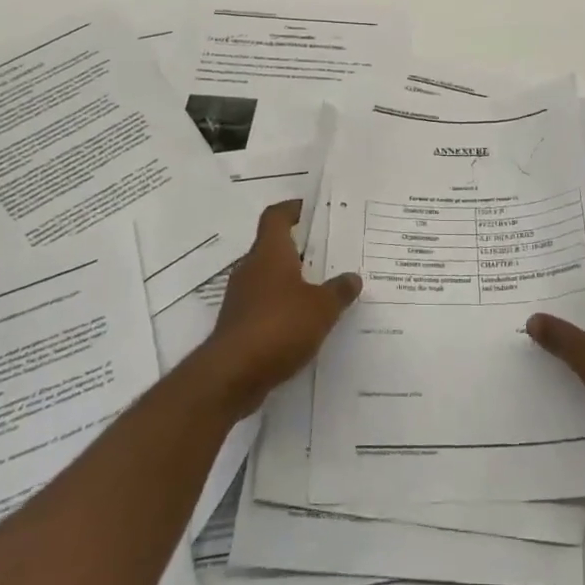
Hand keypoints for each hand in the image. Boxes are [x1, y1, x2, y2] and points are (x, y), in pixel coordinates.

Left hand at [193, 199, 362, 418]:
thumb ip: (338, 290)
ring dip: (292, 280)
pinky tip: (306, 323)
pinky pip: (265, 306)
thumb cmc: (278, 326)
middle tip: (329, 251)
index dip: (292, 209)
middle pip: (274, 247)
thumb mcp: (321, 308)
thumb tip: (352, 277)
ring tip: (323, 288)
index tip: (310, 208)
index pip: (276, 217)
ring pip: (270, 278)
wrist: (231, 376)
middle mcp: (251, 269)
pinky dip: (284, 307)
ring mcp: (241, 298)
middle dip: (299, 248)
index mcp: (269, 253)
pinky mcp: (239, 325)